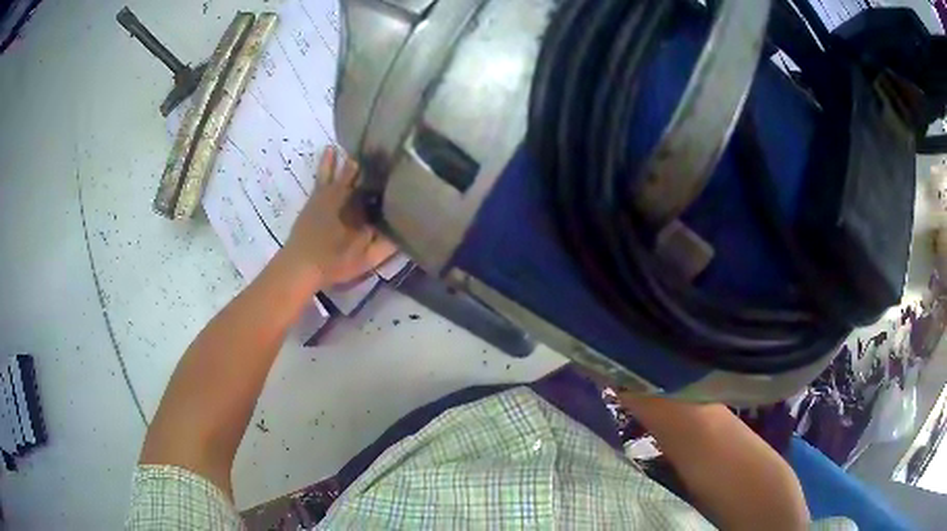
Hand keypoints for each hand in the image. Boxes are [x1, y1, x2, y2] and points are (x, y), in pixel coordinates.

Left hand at [285, 146, 395, 285]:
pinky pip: (323, 173)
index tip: (400, 163)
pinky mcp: (315, 197)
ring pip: (343, 169)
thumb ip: (387, 245)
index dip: (388, 175)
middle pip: (361, 173)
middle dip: (372, 162)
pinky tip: (330, 149)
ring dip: (352, 157)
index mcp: (360, 208)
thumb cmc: (334, 262)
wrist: (299, 265)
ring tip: (366, 141)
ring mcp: (327, 194)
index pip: (378, 186)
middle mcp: (345, 195)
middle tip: (384, 147)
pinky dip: (327, 161)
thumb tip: (407, 230)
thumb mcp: (366, 259)